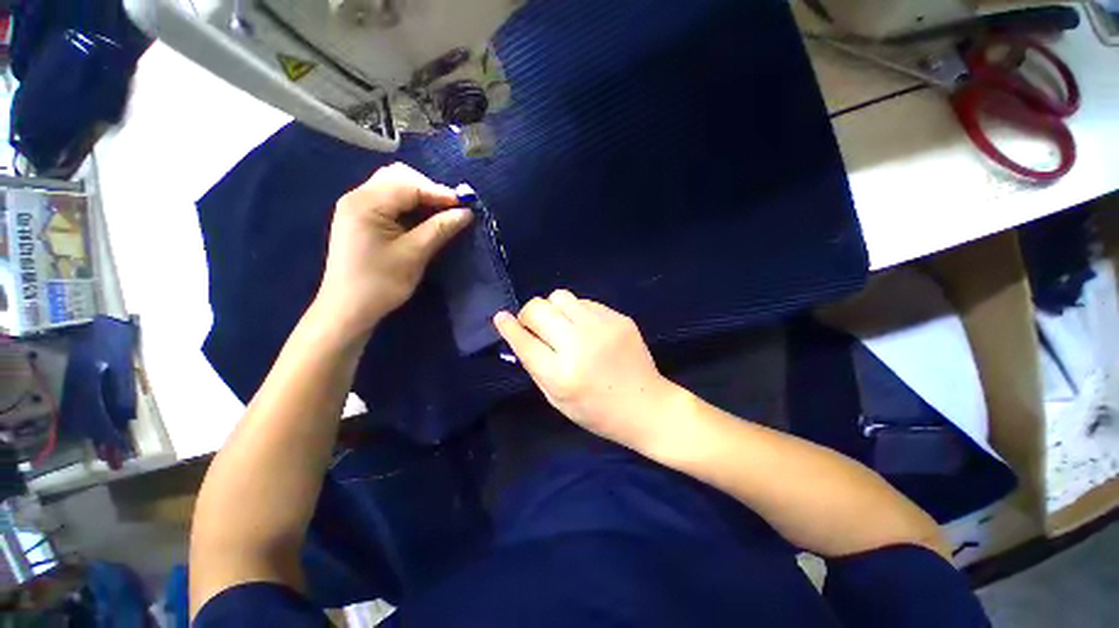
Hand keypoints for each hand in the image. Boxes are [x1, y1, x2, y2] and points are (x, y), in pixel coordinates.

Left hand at [315, 163, 471, 338]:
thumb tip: (466, 212)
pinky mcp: (360, 219)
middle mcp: (358, 197)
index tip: (466, 206)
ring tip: (440, 215)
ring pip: (394, 187)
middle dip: (429, 190)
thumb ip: (440, 229)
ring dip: (420, 197)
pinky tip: (423, 220)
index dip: (440, 193)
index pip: (409, 185)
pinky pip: (389, 201)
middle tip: (451, 210)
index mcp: (366, 203)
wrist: (348, 309)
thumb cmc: (380, 283)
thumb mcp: (414, 255)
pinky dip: (409, 206)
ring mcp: (357, 207)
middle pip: (399, 178)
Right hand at [493, 290, 682, 450]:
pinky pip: (584, 302)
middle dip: (529, 315)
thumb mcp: (557, 399)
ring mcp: (602, 327)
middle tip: (535, 326)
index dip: (508, 327)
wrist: (647, 406)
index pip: (524, 341)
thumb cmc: (597, 411)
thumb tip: (518, 335)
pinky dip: (576, 312)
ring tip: (561, 325)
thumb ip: (535, 366)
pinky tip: (585, 328)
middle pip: (538, 309)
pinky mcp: (618, 318)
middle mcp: (579, 344)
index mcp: (561, 374)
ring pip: (560, 296)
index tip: (500, 317)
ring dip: (552, 309)